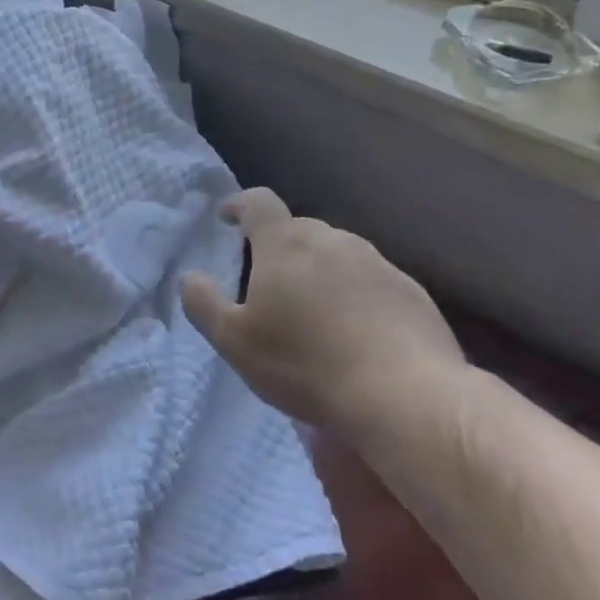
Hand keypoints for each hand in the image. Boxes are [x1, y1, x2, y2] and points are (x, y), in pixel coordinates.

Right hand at [181, 188, 464, 428]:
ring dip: (319, 269)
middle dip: (278, 245)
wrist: (405, 396)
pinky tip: (355, 329)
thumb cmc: (306, 364)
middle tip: (268, 280)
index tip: (227, 217)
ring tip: (314, 308)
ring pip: (337, 252)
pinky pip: (370, 279)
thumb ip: (204, 304)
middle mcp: (331, 240)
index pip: (257, 202)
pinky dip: (355, 292)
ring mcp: (376, 262)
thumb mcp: (235, 342)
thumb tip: (190, 277)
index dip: (239, 205)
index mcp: (284, 244)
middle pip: (297, 228)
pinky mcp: (410, 290)